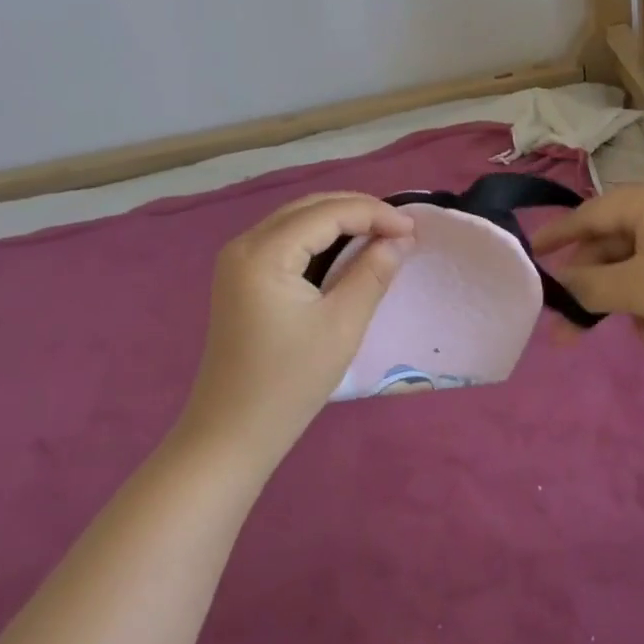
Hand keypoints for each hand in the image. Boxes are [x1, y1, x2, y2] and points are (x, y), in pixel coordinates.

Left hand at [179, 193, 414, 465]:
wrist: (230, 435)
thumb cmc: (288, 384)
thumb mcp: (341, 326)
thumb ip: (372, 274)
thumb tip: (399, 240)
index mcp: (264, 252)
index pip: (327, 212)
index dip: (373, 213)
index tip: (413, 228)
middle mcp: (245, 244)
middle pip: (309, 208)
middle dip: (358, 211)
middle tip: (400, 228)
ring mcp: (237, 260)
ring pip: (297, 220)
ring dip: (340, 221)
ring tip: (382, 234)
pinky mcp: (240, 276)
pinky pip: (286, 239)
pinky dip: (320, 238)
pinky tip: (347, 249)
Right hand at [532, 177, 643, 364]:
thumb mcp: (637, 289)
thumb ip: (589, 285)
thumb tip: (560, 283)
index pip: (590, 213)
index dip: (557, 236)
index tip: (531, 254)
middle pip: (613, 245)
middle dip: (596, 290)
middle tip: (568, 328)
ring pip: (638, 267)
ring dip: (630, 306)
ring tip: (642, 343)